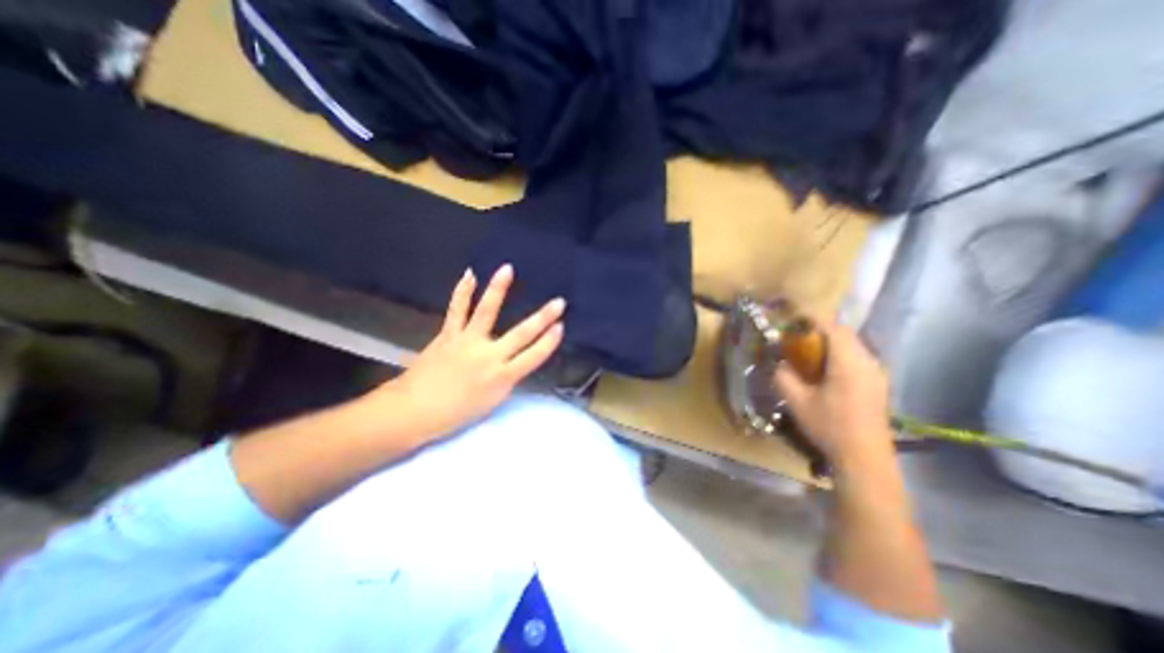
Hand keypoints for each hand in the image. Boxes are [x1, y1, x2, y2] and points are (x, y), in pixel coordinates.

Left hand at [361, 265, 564, 443]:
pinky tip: (469, 275)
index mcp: (502, 378)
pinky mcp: (449, 335)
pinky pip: (457, 310)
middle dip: (543, 317)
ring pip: (486, 312)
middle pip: (522, 334)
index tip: (561, 326)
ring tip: (507, 269)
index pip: (534, 356)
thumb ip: (506, 379)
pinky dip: (462, 292)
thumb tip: (514, 360)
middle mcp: (489, 356)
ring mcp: (467, 342)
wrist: (413, 411)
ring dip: (498, 289)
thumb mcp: (490, 402)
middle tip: (559, 302)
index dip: (549, 342)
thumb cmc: (455, 414)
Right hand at [776, 316, 891, 465]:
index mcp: (848, 363)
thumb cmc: (829, 426)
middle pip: (845, 335)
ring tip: (810, 356)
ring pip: (853, 346)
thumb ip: (783, 376)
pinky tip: (827, 373)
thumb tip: (778, 362)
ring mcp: (877, 374)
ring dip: (831, 344)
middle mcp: (867, 363)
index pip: (833, 328)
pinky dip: (841, 356)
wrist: (864, 458)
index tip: (793, 322)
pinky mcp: (878, 385)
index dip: (812, 321)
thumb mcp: (796, 401)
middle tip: (798, 341)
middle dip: (820, 332)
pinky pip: (858, 359)